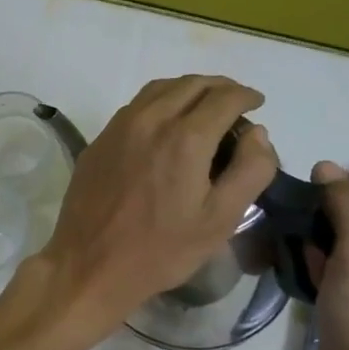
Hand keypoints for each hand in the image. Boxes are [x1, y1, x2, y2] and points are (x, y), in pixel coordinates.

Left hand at [29, 76, 277, 341]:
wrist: (90, 264)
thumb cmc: (161, 250)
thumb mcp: (220, 220)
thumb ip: (250, 171)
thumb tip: (258, 133)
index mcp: (185, 138)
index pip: (224, 97)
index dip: (246, 95)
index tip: (257, 102)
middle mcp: (150, 120)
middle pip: (191, 84)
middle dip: (220, 87)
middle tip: (235, 103)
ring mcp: (119, 127)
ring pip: (160, 89)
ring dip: (188, 89)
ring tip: (204, 107)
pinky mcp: (100, 140)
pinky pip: (136, 106)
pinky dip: (160, 102)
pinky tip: (166, 123)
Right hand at [306, 162, 348, 349]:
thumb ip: (344, 200)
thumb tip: (324, 165)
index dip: (321, 209)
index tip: (306, 231)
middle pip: (340, 216)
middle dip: (314, 231)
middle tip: (302, 253)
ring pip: (330, 239)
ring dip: (308, 249)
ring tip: (300, 268)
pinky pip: (328, 263)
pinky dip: (313, 267)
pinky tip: (306, 282)